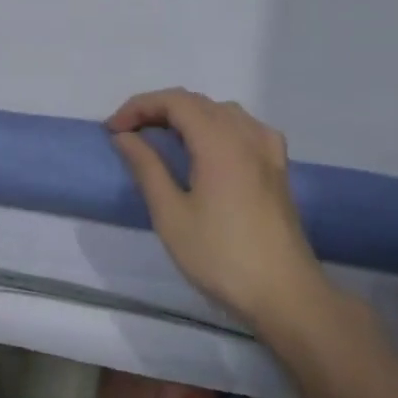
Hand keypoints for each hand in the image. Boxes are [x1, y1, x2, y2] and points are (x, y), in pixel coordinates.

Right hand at [107, 89, 332, 332]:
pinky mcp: (277, 169)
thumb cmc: (220, 256)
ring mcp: (268, 152)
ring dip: (187, 115)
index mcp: (219, 143)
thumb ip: (146, 167)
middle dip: (158, 109)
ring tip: (161, 138)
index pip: (175, 102)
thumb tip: (125, 136)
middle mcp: (247, 136)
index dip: (139, 107)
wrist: (284, 295)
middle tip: (128, 134)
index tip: (113, 130)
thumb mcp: (170, 214)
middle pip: (198, 102)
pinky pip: (245, 127)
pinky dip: (217, 125)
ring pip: (222, 112)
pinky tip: (208, 147)